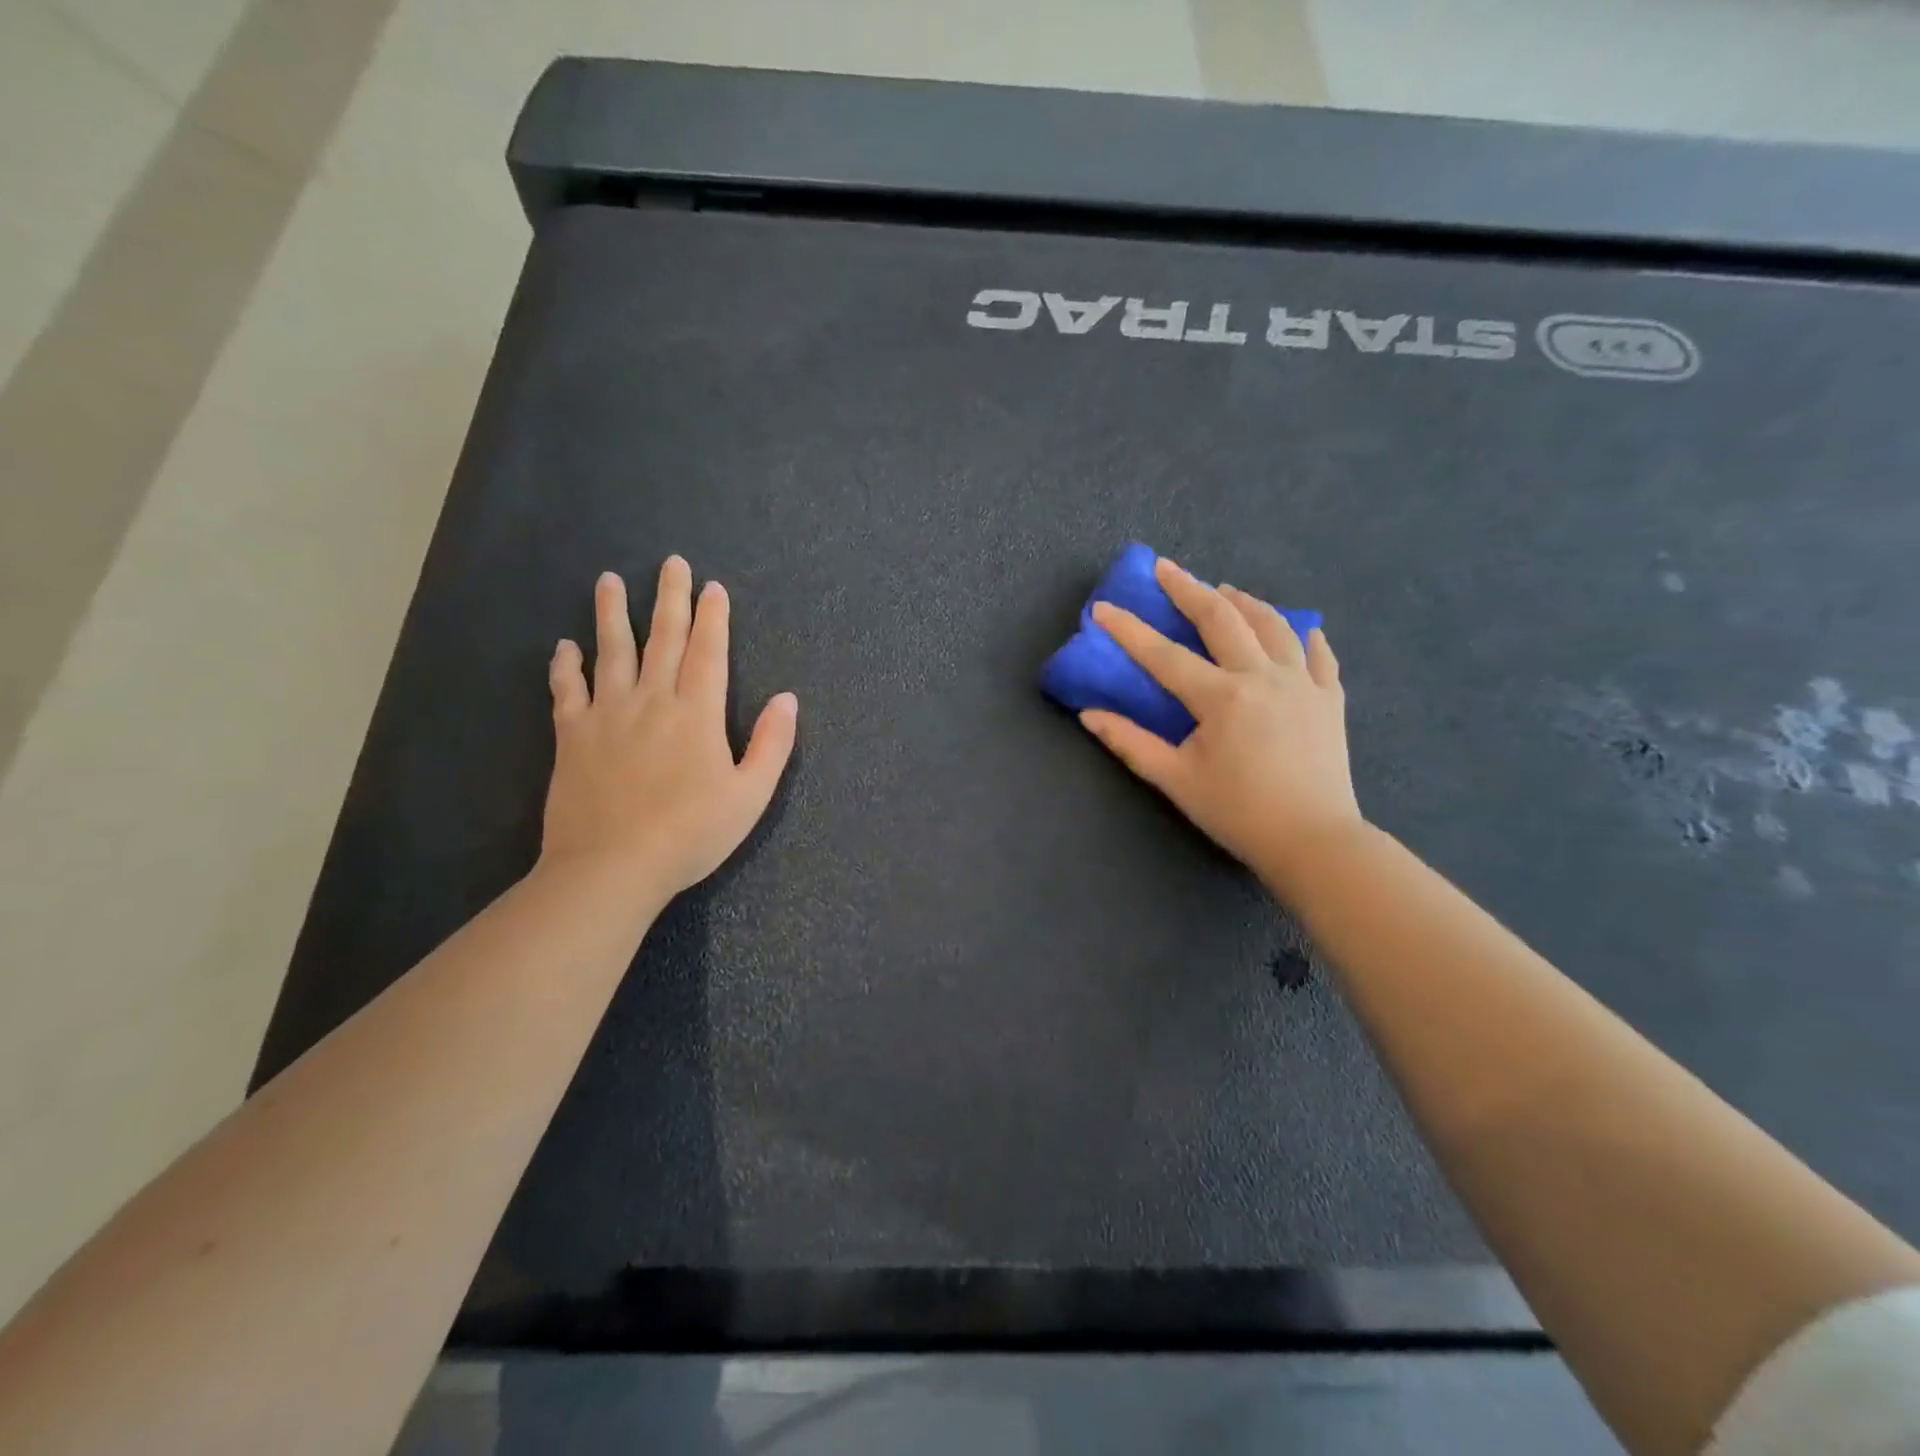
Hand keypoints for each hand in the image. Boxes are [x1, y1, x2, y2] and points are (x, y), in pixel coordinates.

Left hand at [540, 558, 797, 899]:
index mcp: (697, 713)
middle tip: (671, 563)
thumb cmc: (691, 833)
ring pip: (610, 652)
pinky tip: (564, 647)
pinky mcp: (572, 736)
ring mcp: (607, 715)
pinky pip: (567, 691)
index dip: (712, 618)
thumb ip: (771, 744)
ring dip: (611, 614)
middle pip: (662, 639)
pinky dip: (565, 667)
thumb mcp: (750, 795)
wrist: (612, 866)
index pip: (708, 652)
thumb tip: (787, 699)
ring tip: (609, 580)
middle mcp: (652, 701)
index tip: (712, 588)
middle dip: (670, 599)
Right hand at [1079, 557, 1361, 889]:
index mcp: (1222, 698)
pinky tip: (1299, 629)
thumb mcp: (1176, 781)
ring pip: (1273, 625)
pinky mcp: (1329, 699)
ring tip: (1225, 591)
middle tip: (1167, 568)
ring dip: (1245, 603)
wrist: (1314, 841)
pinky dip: (1304, 636)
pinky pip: (1318, 655)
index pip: (1164, 655)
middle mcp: (1263, 676)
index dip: (1129, 630)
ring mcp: (1302, 683)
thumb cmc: (1238, 812)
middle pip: (1222, 619)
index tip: (1103, 608)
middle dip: (1189, 589)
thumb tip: (1089, 715)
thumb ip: (1130, 743)